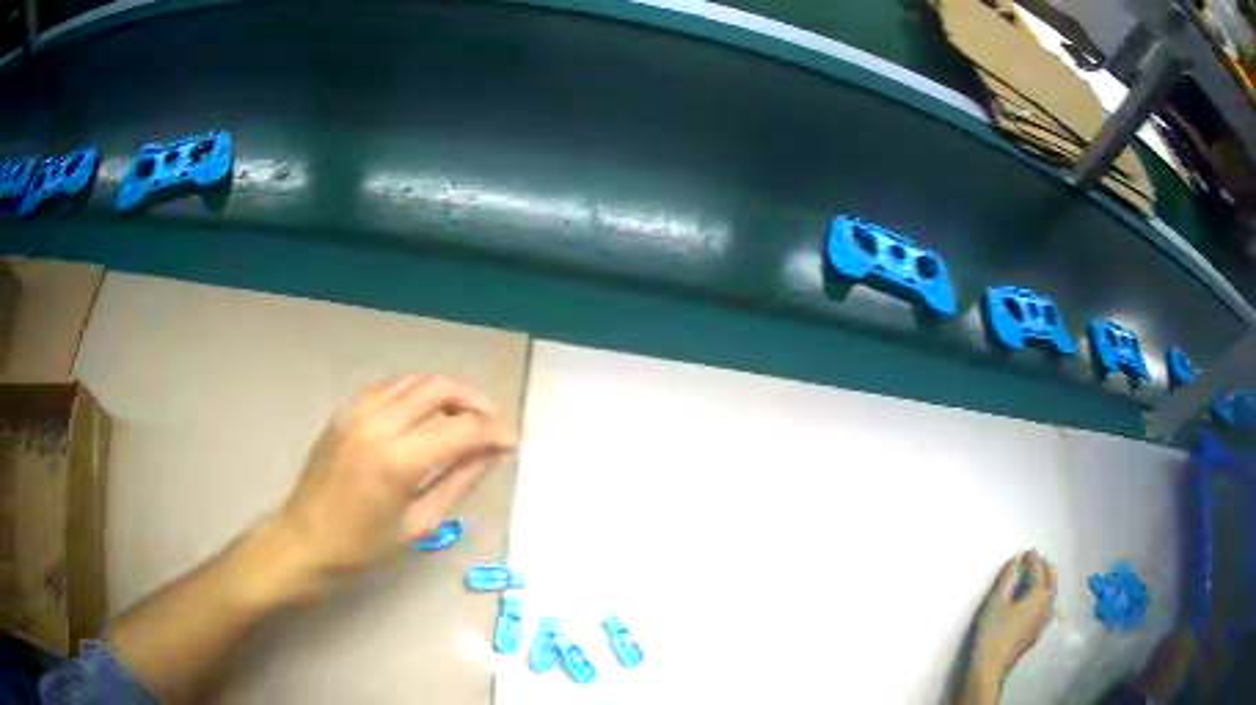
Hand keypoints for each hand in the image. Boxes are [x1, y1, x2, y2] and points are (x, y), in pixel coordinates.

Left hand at [276, 375, 517, 587]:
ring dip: (446, 393)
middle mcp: (377, 424)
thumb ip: (458, 483)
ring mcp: (356, 412)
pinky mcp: (344, 411)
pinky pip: (388, 387)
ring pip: (414, 381)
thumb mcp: (419, 524)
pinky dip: (415, 393)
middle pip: (438, 389)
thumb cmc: (362, 547)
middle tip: (493, 423)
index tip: (514, 442)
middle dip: (475, 401)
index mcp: (397, 460)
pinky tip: (423, 414)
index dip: (494, 433)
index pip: (460, 430)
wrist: (304, 541)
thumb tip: (491, 455)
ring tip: (464, 418)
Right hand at [972, 550, 1056, 683]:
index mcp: (1039, 594)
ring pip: (1051, 593)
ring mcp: (1045, 620)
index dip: (1033, 559)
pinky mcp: (1038, 632)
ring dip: (1045, 582)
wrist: (990, 668)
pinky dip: (1042, 596)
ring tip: (1033, 579)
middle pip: (1052, 579)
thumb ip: (1007, 578)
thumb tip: (1015, 561)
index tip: (1027, 551)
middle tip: (1033, 561)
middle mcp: (1048, 604)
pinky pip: (1046, 606)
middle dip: (1044, 567)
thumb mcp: (996, 602)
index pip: (1038, 570)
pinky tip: (1031, 602)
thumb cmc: (992, 632)